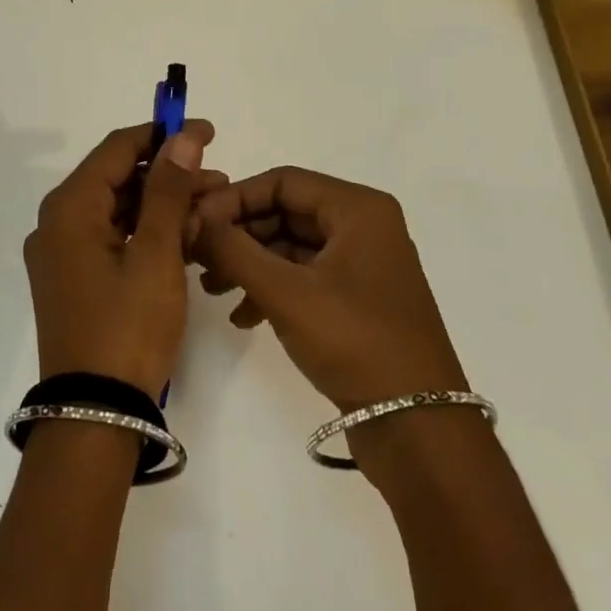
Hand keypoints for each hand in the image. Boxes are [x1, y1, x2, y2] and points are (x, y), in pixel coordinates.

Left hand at [22, 120, 220, 396]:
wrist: (96, 416)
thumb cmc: (128, 327)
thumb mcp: (156, 254)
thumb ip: (169, 190)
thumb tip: (183, 137)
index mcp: (69, 208)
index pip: (117, 148)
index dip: (162, 134)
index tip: (206, 132)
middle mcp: (56, 223)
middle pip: (116, 178)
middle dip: (168, 175)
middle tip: (217, 179)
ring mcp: (62, 254)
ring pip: (117, 209)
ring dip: (161, 205)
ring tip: (211, 208)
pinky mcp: (73, 279)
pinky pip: (111, 238)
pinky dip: (145, 232)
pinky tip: (185, 238)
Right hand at [194, 167, 466, 410]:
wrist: (419, 428)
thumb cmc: (355, 342)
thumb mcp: (286, 292)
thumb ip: (233, 249)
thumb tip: (191, 219)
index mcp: (358, 209)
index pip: (283, 181)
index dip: (234, 198)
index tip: (195, 223)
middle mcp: (363, 226)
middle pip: (285, 211)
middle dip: (239, 234)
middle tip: (197, 258)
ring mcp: (362, 264)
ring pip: (291, 246)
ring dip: (249, 263)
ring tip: (211, 290)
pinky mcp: (357, 299)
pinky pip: (304, 276)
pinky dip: (271, 289)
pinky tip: (241, 317)